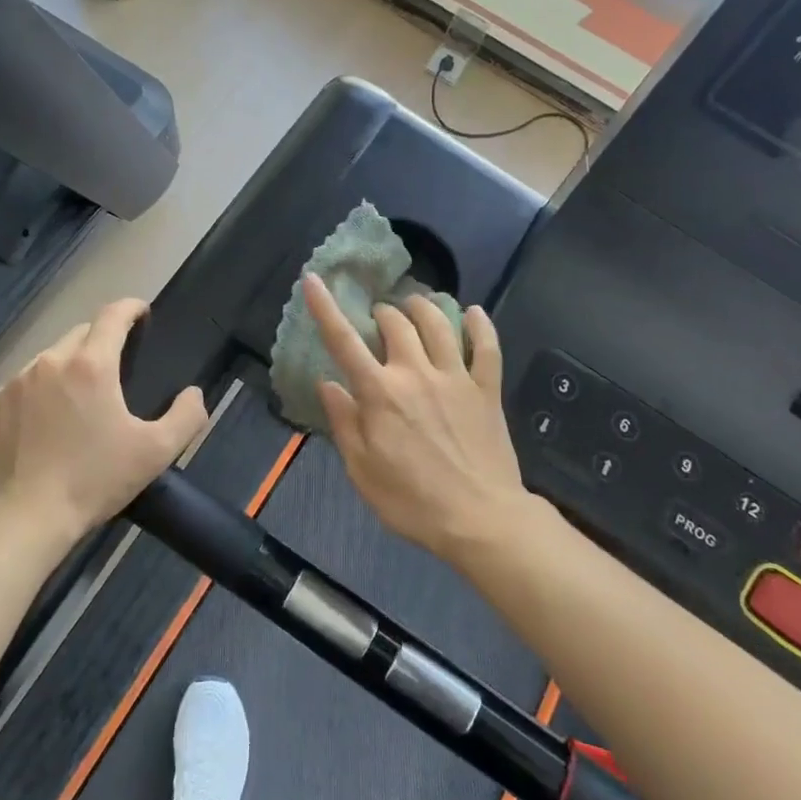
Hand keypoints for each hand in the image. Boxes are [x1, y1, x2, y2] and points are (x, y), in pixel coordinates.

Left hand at [0, 298, 206, 542]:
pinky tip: (49, 418)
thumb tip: (193, 393)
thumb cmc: (93, 481)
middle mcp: (51, 361)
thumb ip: (186, 416)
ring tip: (83, 395)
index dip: (131, 307)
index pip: (113, 315)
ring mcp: (17, 382)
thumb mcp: (156, 452)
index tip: (142, 313)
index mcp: (91, 365)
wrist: (22, 519)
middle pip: (82, 333)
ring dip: (72, 363)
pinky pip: (26, 381)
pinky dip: (43, 387)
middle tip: (118, 366)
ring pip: (52, 356)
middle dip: (102, 339)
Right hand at [304, 273, 535, 564]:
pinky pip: (487, 346)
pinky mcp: (487, 389)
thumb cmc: (411, 501)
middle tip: (378, 321)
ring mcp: (455, 377)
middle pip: (396, 323)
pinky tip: (473, 312)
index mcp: (380, 393)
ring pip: (438, 323)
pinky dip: (480, 324)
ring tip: (413, 305)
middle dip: (381, 313)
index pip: (344, 341)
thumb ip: (344, 422)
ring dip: (421, 306)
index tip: (313, 279)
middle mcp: (416, 373)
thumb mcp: (361, 470)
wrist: (480, 519)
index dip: (325, 308)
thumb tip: (327, 383)